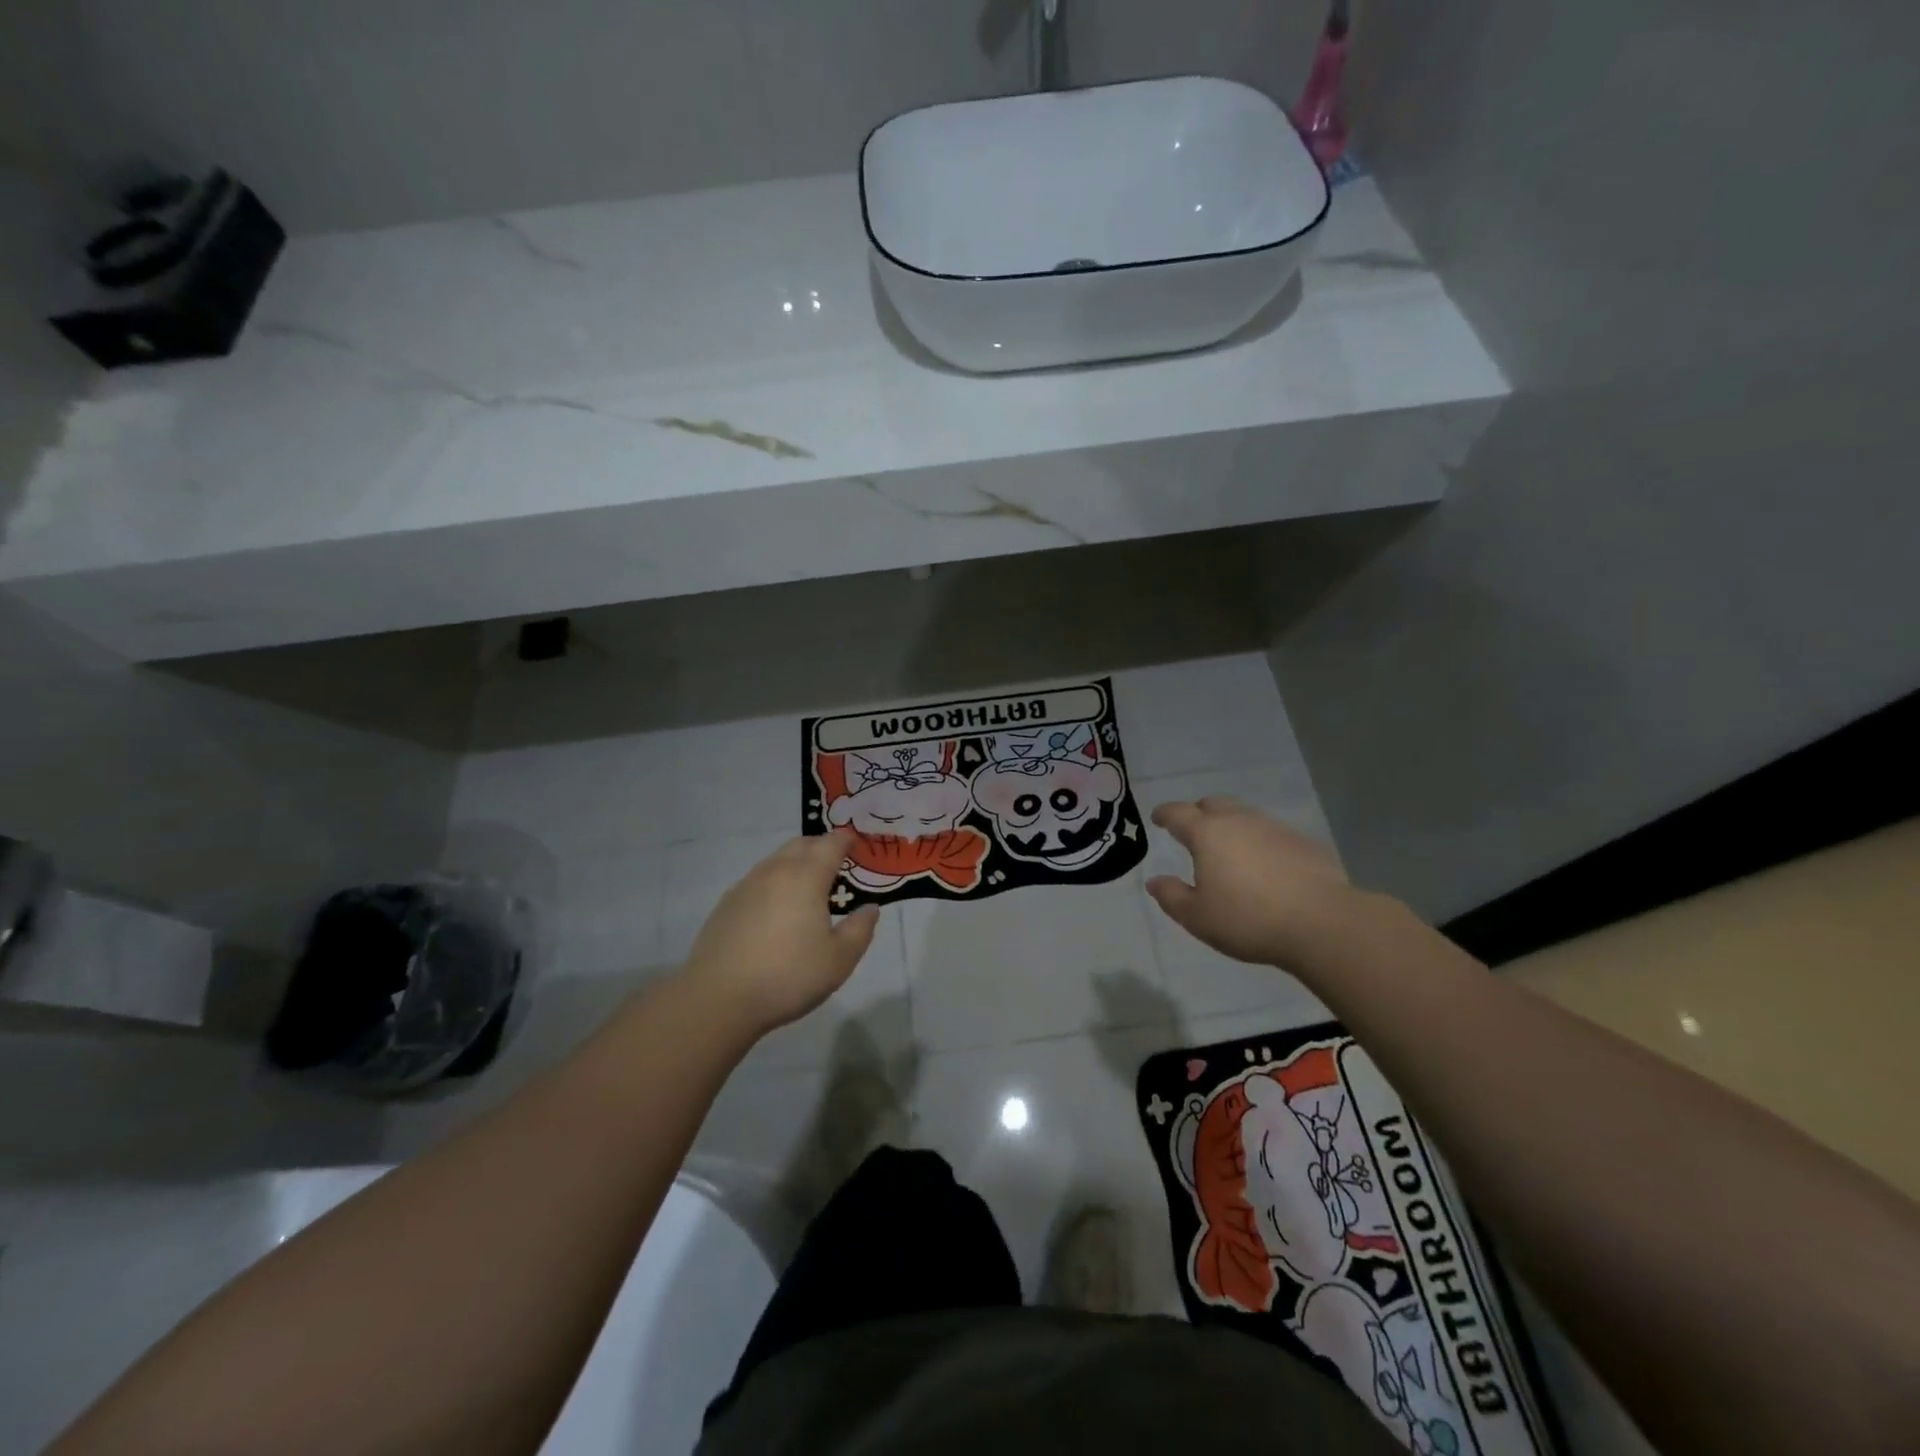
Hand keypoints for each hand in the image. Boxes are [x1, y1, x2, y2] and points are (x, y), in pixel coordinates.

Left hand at [681, 830, 879, 1035]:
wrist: (718, 998)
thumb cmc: (788, 976)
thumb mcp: (839, 960)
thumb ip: (860, 930)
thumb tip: (870, 909)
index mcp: (806, 877)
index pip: (830, 844)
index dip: (846, 840)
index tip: (856, 843)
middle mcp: (775, 872)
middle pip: (801, 845)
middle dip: (821, 847)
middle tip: (836, 863)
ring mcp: (746, 886)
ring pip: (776, 861)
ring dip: (795, 863)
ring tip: (807, 887)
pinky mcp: (726, 905)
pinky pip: (757, 881)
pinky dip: (774, 883)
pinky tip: (776, 909)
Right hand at [1145, 797, 1360, 970]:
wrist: (1322, 923)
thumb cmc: (1248, 920)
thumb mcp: (1197, 917)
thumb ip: (1172, 896)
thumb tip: (1155, 881)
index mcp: (1207, 834)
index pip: (1178, 813)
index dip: (1165, 814)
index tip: (1158, 818)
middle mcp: (1239, 821)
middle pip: (1213, 804)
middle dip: (1198, 812)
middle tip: (1193, 829)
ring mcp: (1275, 828)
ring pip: (1245, 815)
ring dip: (1231, 824)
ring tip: (1228, 847)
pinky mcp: (1303, 842)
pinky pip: (1271, 833)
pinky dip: (1259, 841)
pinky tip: (1264, 863)